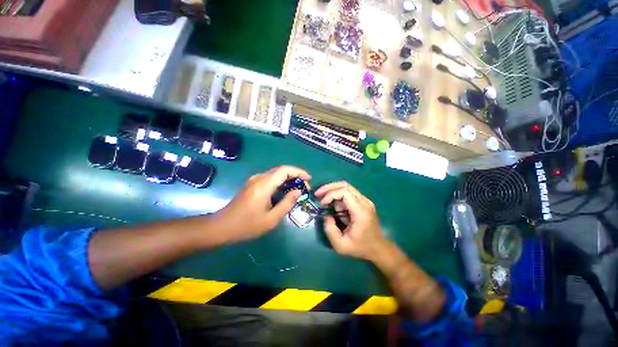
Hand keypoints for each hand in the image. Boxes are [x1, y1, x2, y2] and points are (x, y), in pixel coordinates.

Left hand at [215, 166, 310, 241]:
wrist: (222, 226)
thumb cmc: (247, 225)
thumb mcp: (271, 218)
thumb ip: (287, 203)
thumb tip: (298, 191)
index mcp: (264, 185)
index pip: (284, 170)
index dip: (299, 172)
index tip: (309, 179)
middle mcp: (259, 178)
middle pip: (281, 170)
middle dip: (295, 176)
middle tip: (305, 187)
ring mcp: (254, 180)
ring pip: (275, 174)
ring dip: (288, 179)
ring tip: (297, 190)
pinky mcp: (252, 184)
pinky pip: (270, 178)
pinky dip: (280, 182)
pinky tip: (284, 191)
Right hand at [314, 182, 386, 260]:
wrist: (378, 248)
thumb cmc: (360, 247)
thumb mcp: (341, 245)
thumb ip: (330, 230)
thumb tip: (326, 215)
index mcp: (361, 211)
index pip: (345, 192)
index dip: (331, 194)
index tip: (322, 203)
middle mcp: (364, 202)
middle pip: (345, 185)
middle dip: (329, 187)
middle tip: (318, 193)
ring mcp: (365, 201)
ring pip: (347, 187)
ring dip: (333, 191)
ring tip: (324, 200)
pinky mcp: (364, 202)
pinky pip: (349, 193)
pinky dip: (338, 195)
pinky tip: (332, 203)